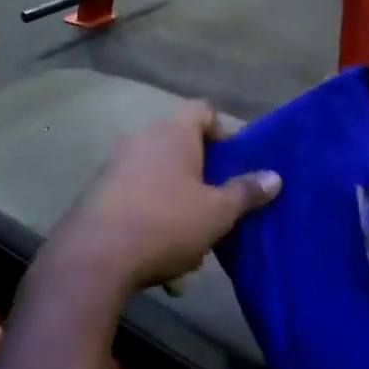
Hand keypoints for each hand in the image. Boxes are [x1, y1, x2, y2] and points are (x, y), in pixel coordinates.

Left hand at [43, 104, 280, 295]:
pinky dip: (153, 218)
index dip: (223, 132)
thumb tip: (274, 176)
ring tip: (194, 242)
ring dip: (178, 203)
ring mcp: (115, 165)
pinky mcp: (98, 193)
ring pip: (159, 178)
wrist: (94, 257)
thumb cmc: (166, 224)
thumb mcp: (217, 212)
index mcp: (172, 132)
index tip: (236, 162)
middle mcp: (141, 139)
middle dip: (202, 176)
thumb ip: (246, 192)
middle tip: (220, 205)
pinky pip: (137, 198)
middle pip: (180, 146)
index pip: (203, 111)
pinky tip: (162, 257)